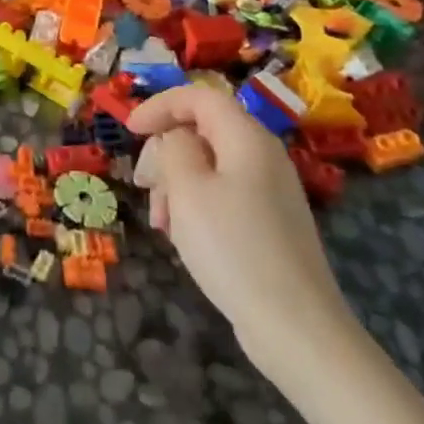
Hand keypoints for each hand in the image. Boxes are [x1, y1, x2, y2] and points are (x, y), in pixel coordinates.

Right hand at [130, 86, 360, 386]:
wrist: (294, 326)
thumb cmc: (232, 247)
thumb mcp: (188, 189)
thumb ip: (174, 148)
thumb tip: (176, 138)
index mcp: (247, 138)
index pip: (199, 97)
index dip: (160, 105)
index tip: (129, 130)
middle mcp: (263, 156)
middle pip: (203, 131)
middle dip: (165, 153)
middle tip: (143, 185)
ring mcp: (270, 192)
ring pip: (209, 166)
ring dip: (175, 184)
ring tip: (161, 223)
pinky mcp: (270, 223)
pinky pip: (222, 195)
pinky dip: (195, 205)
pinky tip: (184, 237)